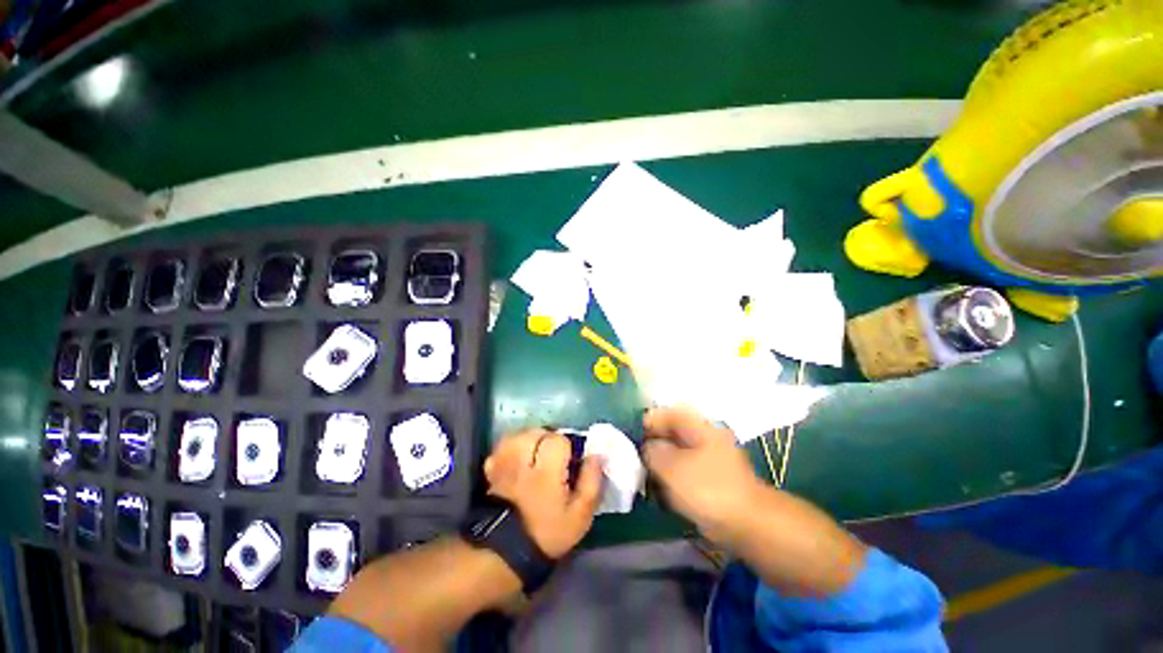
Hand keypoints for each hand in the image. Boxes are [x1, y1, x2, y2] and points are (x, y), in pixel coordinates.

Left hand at [484, 429, 603, 557]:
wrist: (509, 553)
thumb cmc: (549, 532)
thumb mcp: (580, 515)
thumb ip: (592, 481)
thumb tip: (597, 454)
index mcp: (546, 472)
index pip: (557, 440)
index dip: (567, 445)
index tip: (570, 460)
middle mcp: (523, 462)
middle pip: (537, 432)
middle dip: (549, 439)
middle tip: (555, 455)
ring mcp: (505, 465)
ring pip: (519, 435)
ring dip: (531, 439)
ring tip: (538, 453)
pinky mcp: (492, 471)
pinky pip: (502, 447)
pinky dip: (512, 447)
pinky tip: (520, 457)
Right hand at [643, 407, 763, 540]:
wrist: (748, 525)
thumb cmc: (708, 489)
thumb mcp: (672, 467)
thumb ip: (653, 452)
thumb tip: (647, 447)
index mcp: (698, 428)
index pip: (668, 413)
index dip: (648, 422)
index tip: (632, 437)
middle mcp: (704, 439)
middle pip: (671, 433)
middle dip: (652, 444)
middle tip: (635, 459)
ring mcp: (709, 460)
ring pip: (676, 454)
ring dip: (660, 463)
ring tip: (644, 477)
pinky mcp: (710, 481)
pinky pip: (684, 472)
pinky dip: (670, 478)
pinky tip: (659, 491)